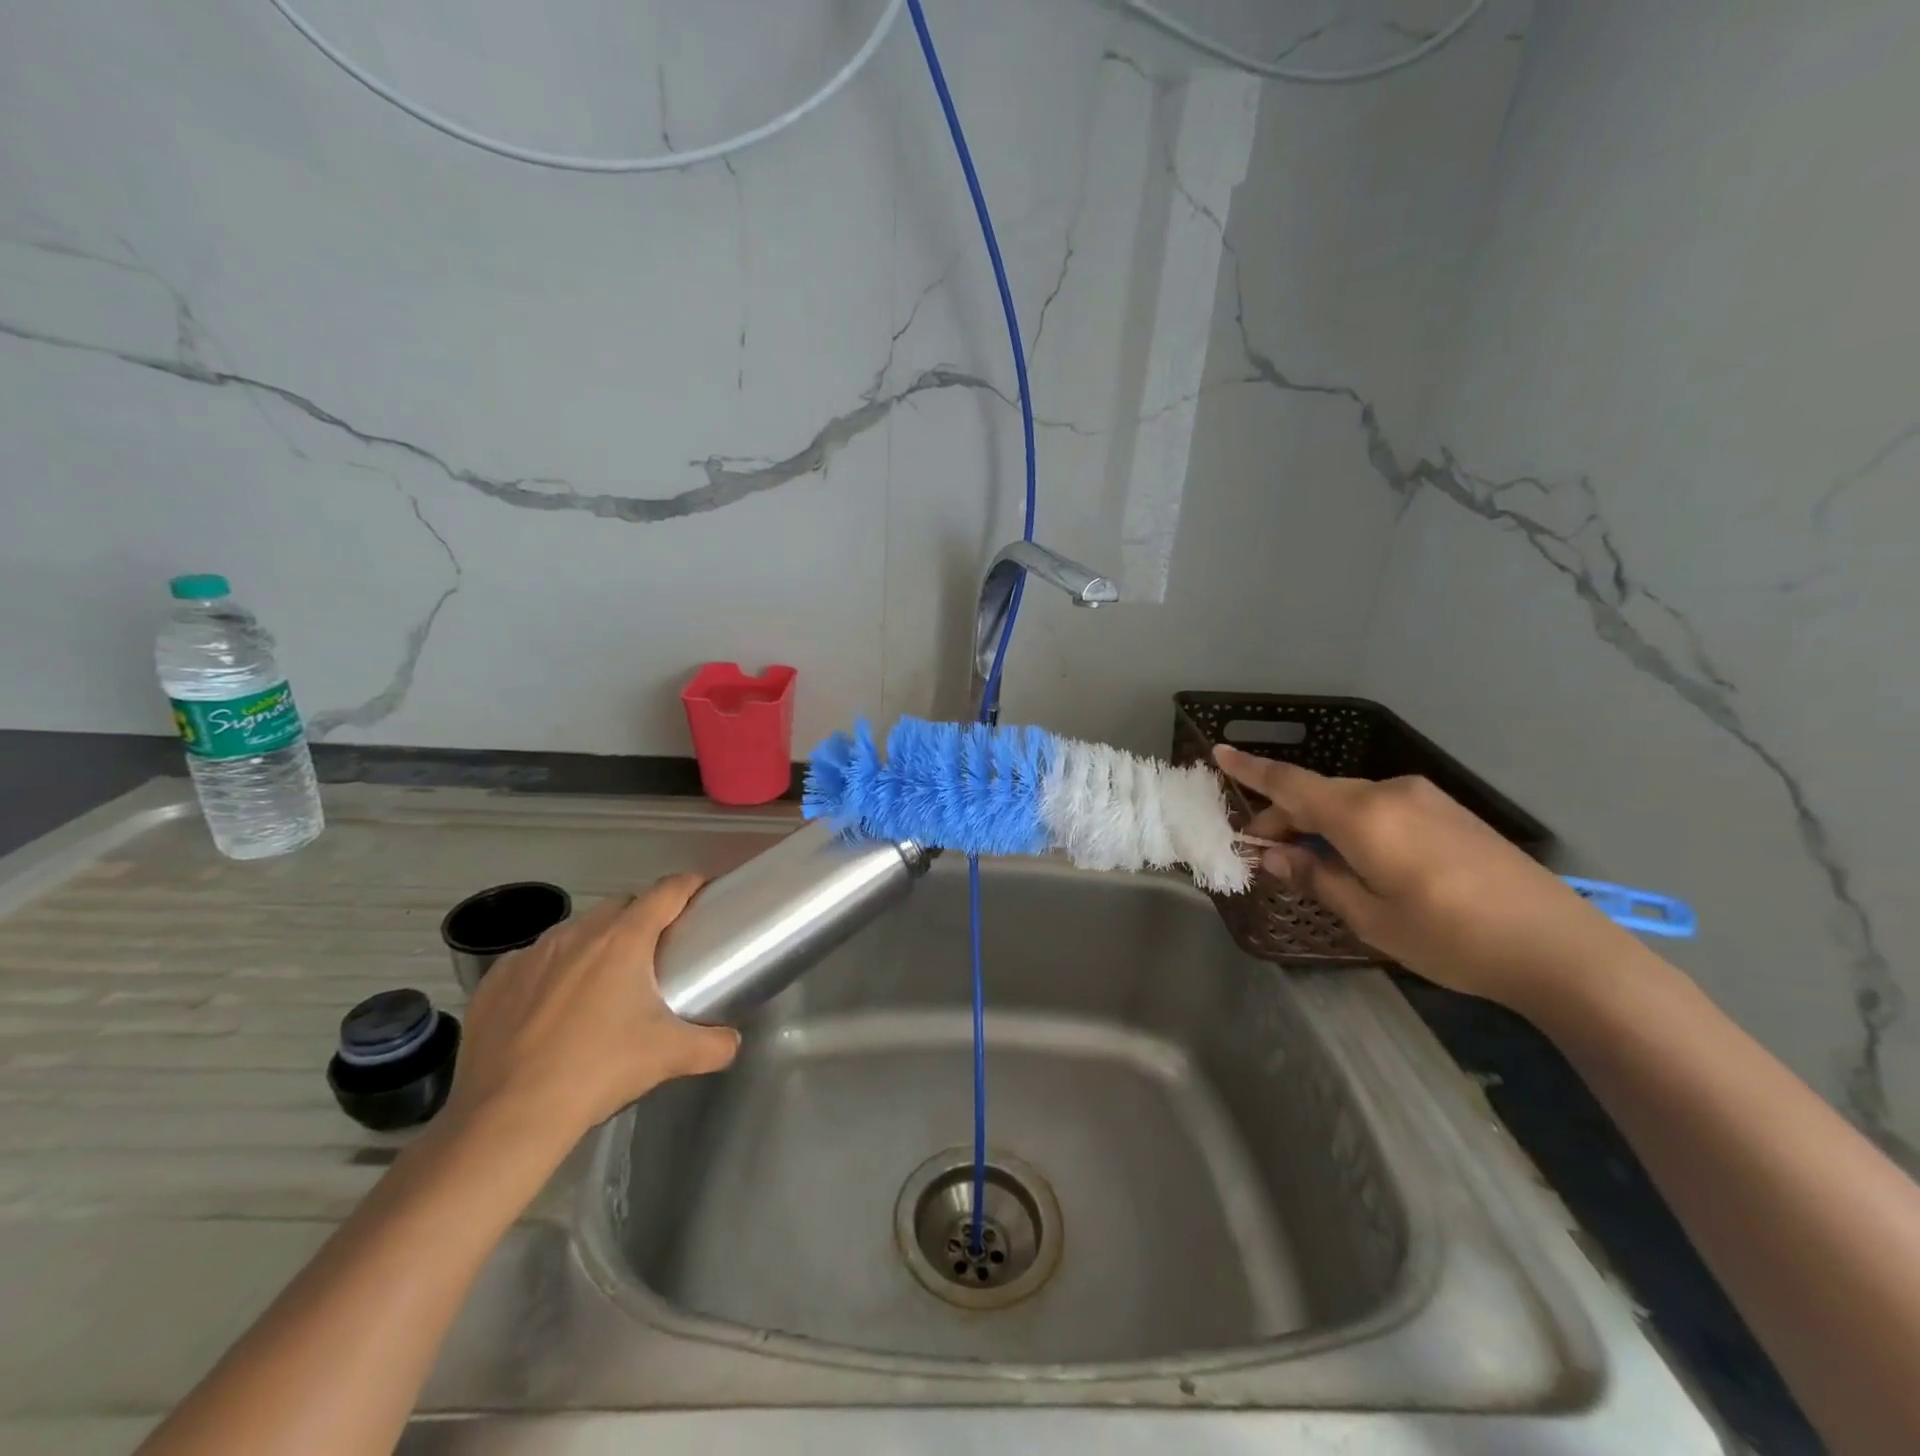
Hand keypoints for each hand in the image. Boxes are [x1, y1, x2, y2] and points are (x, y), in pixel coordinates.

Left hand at [444, 875, 739, 1148]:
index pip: (667, 891)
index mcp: (624, 940)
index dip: (689, 885)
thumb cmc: (597, 1072)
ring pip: (576, 930)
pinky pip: (534, 959)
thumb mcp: (669, 1058)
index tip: (702, 891)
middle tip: (656, 950)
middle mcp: (577, 934)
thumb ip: (714, 1045)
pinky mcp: (495, 981)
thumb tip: (733, 1042)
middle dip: (643, 917)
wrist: (506, 1118)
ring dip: (596, 941)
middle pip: (622, 905)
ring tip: (603, 980)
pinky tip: (552, 1005)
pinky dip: (552, 970)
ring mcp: (530, 955)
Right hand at [1215, 745, 1638, 1008]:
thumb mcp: (1370, 917)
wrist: (1561, 948)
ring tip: (1312, 861)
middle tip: (1265, 851)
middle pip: (1320, 794)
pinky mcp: (1450, 813)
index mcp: (1363, 815)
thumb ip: (1315, 877)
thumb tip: (1273, 854)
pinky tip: (1360, 859)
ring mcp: (1426, 799)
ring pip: (1351, 802)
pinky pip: (1383, 808)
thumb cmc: (1451, 937)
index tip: (1218, 751)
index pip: (1291, 784)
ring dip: (1321, 823)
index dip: (1251, 770)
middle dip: (1285, 816)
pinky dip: (1354, 825)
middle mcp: (1391, 792)